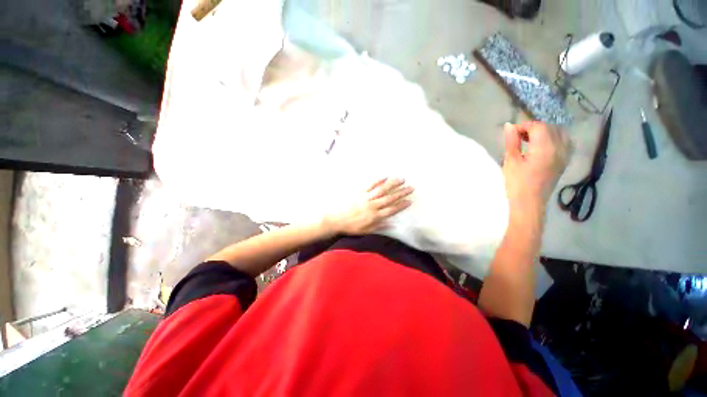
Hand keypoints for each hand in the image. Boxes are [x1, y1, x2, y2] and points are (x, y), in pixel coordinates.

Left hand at [323, 178, 413, 234]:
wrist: (337, 220)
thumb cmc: (352, 227)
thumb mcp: (367, 230)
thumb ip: (380, 227)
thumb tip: (394, 225)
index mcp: (375, 216)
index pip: (392, 210)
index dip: (401, 205)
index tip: (410, 201)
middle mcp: (373, 205)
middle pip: (390, 198)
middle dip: (401, 193)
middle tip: (411, 187)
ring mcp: (366, 197)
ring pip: (382, 190)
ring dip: (392, 184)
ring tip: (401, 179)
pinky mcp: (360, 192)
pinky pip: (370, 185)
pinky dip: (378, 181)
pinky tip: (385, 177)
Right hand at [502, 121, 570, 217]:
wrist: (529, 203)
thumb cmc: (517, 183)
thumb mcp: (511, 162)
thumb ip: (511, 142)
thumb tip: (509, 126)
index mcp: (545, 148)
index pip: (537, 126)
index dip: (523, 126)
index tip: (510, 134)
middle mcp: (560, 148)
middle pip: (549, 127)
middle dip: (532, 128)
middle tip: (517, 138)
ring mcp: (565, 155)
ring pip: (558, 133)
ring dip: (543, 133)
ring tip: (529, 141)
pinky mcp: (565, 161)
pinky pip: (564, 142)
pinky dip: (553, 139)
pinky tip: (543, 146)